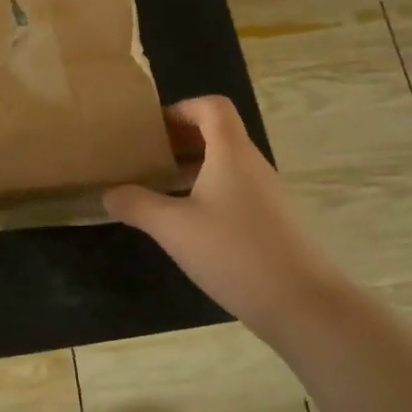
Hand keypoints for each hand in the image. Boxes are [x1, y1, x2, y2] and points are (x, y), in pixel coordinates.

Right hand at [104, 96, 345, 337]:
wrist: (302, 304)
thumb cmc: (233, 252)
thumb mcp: (173, 228)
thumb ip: (137, 205)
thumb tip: (109, 193)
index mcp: (231, 153)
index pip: (212, 107)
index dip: (181, 109)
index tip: (152, 130)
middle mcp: (253, 165)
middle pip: (218, 134)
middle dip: (180, 140)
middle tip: (146, 158)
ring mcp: (267, 194)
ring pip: (226, 164)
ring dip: (192, 167)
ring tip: (160, 188)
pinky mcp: (272, 221)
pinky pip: (235, 190)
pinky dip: (208, 192)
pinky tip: (188, 223)